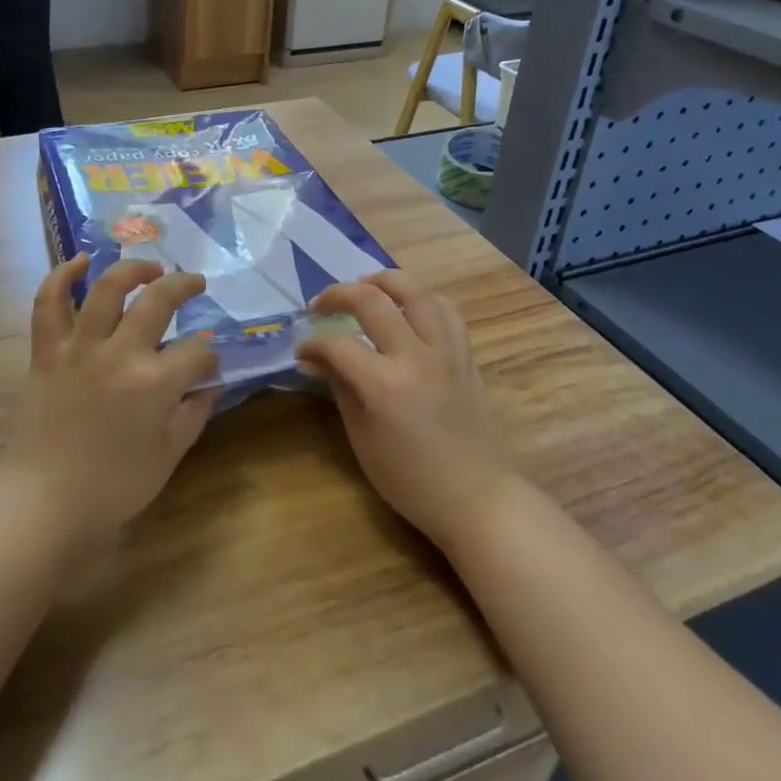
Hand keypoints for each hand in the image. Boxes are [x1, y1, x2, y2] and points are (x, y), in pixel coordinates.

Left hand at [0, 255, 220, 547]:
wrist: (45, 503)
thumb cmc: (113, 487)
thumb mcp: (169, 455)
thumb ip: (194, 413)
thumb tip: (211, 382)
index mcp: (154, 384)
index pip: (197, 353)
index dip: (208, 357)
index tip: (206, 365)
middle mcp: (119, 354)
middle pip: (158, 301)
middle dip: (184, 285)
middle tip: (194, 282)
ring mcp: (79, 348)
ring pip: (107, 288)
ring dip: (132, 269)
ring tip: (149, 268)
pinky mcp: (46, 352)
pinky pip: (48, 304)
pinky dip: (61, 276)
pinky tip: (80, 261)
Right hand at [298, 271, 518, 553]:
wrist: (478, 499)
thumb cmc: (412, 480)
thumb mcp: (363, 439)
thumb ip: (340, 387)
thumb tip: (314, 358)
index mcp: (385, 385)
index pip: (337, 342)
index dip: (311, 342)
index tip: (302, 351)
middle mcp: (416, 356)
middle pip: (372, 299)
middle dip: (338, 294)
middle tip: (321, 305)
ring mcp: (446, 352)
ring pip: (416, 291)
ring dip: (384, 281)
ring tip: (365, 288)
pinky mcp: (466, 355)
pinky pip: (446, 310)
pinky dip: (422, 300)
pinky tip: (407, 310)